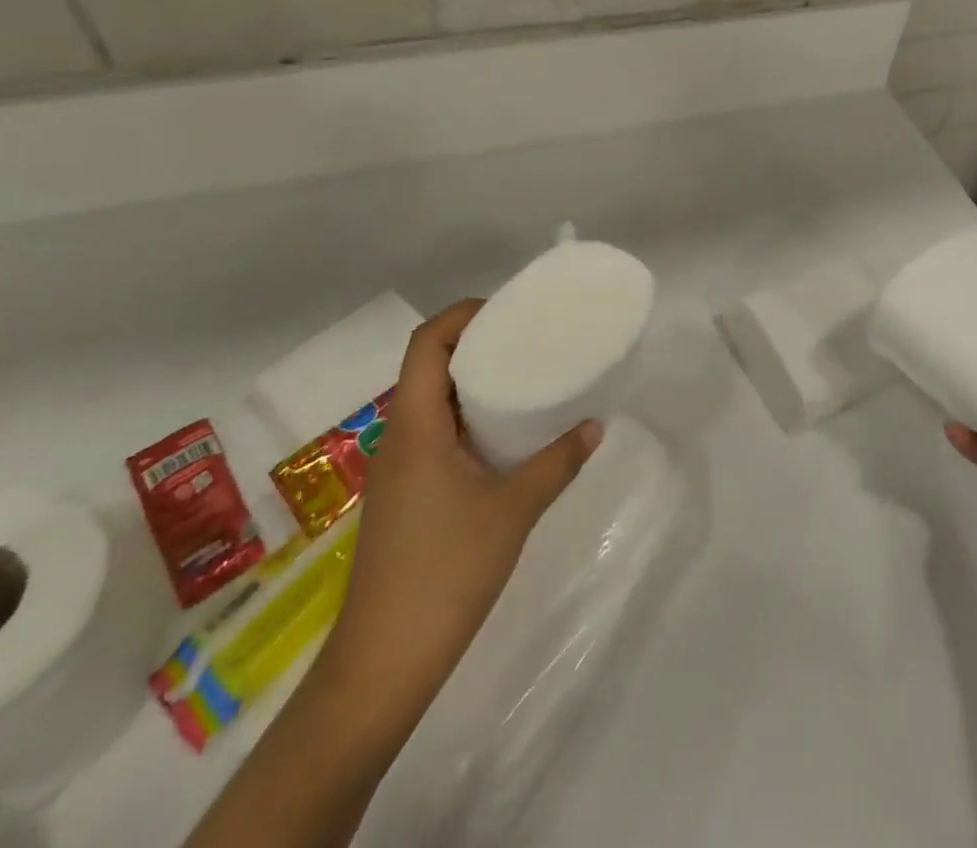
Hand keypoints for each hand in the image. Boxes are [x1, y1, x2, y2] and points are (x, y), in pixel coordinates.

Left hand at [324, 299, 601, 693]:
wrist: (381, 665)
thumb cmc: (444, 574)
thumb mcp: (512, 511)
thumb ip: (556, 463)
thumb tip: (595, 426)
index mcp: (415, 427)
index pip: (426, 345)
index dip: (462, 316)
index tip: (507, 310)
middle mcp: (399, 439)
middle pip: (427, 367)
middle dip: (473, 343)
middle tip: (526, 338)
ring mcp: (398, 471)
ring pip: (430, 403)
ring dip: (470, 383)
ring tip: (522, 378)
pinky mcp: (405, 498)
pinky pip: (434, 435)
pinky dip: (467, 419)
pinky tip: (503, 438)